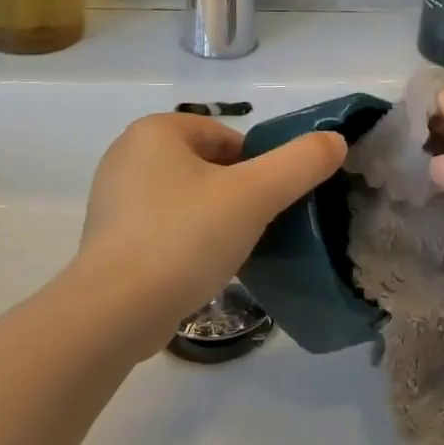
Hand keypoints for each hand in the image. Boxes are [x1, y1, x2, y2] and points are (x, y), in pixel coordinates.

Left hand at [73, 114, 346, 336]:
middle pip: (208, 167)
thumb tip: (335, 140)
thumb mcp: (255, 195)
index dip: (256, 168)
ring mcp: (112, 198)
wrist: (114, 313)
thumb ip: (301, 163)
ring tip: (228, 252)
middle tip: (253, 228)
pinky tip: (198, 269)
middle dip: (235, 194)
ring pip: (186, 199)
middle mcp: (127, 155)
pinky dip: (185, 242)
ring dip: (212, 219)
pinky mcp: (107, 239)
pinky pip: (162, 228)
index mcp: (155, 131)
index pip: (226, 138)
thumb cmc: (185, 238)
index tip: (267, 203)